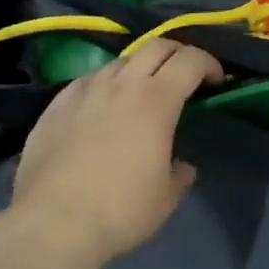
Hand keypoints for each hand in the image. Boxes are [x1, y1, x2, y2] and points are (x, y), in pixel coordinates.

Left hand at [9, 39, 223, 264]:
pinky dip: (104, 85)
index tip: (216, 81)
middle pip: (155, 46)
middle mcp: (121, 85)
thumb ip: (179, 174)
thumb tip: (181, 166)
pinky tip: (100, 108)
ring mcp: (84, 91)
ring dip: (138, 69)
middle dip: (177, 53)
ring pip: (119, 61)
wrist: (52, 223)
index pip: (190, 60)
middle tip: (185, 75)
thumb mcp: (165, 198)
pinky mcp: (55, 105)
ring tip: (140, 94)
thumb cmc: (120, 210)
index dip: (209, 64)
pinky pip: (87, 81)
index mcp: (156, 101)